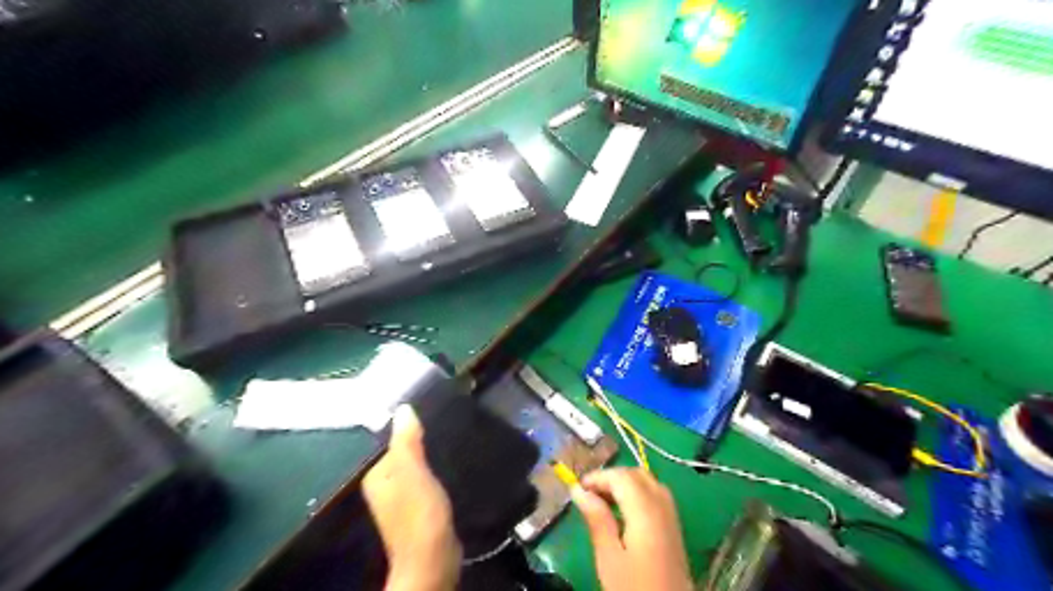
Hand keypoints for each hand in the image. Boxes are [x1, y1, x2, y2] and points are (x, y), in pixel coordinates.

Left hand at [363, 403, 460, 590]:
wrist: (433, 558)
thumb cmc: (419, 512)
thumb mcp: (412, 471)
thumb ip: (406, 441)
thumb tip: (403, 408)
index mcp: (376, 475)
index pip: (389, 439)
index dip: (407, 424)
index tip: (429, 408)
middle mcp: (384, 484)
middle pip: (402, 452)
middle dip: (420, 437)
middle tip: (444, 419)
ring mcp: (402, 497)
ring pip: (416, 464)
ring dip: (429, 452)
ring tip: (450, 434)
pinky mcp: (420, 506)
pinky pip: (426, 477)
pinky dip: (435, 468)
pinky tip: (451, 460)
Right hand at [574, 466, 695, 589]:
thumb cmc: (634, 588)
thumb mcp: (609, 558)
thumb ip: (597, 519)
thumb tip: (579, 491)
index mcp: (645, 511)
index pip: (621, 477)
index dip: (598, 477)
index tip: (578, 488)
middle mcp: (662, 506)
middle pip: (637, 475)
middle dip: (612, 477)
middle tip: (589, 494)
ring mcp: (672, 515)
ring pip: (648, 481)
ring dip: (625, 484)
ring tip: (602, 501)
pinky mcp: (674, 526)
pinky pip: (656, 495)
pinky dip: (637, 493)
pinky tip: (623, 511)